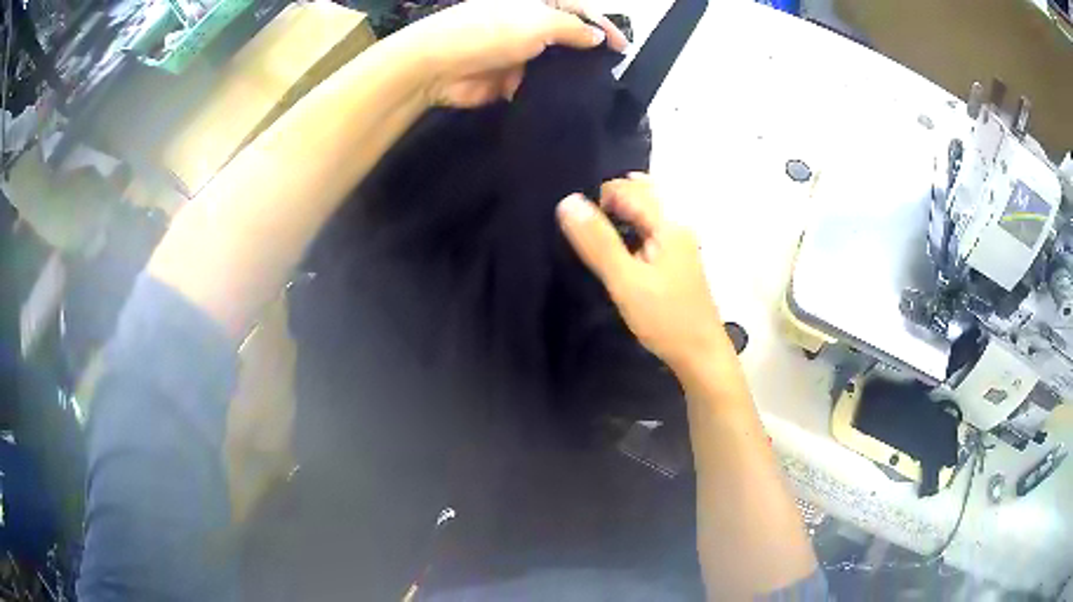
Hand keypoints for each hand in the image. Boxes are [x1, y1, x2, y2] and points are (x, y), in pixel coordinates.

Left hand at [400, 0, 628, 107]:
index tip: (624, 47)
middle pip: (568, 37)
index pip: (578, 10)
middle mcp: (529, 24)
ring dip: (572, 75)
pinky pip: (539, 86)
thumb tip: (597, 38)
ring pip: (556, 63)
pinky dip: (552, 93)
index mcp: (535, 3)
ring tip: (598, 90)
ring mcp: (520, 52)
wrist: (438, 66)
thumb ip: (573, 29)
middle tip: (614, 72)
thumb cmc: (490, 32)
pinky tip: (570, 103)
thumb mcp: (539, 22)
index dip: (602, 26)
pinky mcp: (511, 80)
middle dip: (589, 52)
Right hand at [557, 174, 730, 369]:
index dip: (598, 200)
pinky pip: (648, 231)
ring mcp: (679, 242)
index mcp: (668, 222)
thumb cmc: (665, 318)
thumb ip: (597, 241)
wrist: (700, 355)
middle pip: (638, 194)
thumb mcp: (625, 281)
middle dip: (609, 204)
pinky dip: (629, 233)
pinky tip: (617, 256)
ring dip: (618, 219)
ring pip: (643, 214)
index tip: (580, 230)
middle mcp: (677, 224)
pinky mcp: (675, 260)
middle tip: (588, 236)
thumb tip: (568, 201)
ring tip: (597, 245)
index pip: (626, 187)